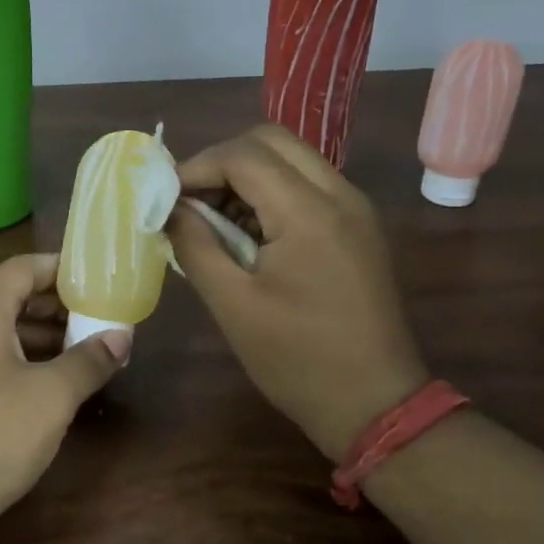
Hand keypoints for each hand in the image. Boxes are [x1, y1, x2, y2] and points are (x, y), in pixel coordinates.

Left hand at [0, 254, 128, 543]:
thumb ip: (88, 361)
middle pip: (11, 299)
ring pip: (1, 334)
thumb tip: (121, 337)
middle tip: (100, 317)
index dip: (61, 268)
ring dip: (43, 339)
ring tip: (87, 352)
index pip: (22, 268)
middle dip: (57, 306)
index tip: (98, 278)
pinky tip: (52, 389)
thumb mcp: (51, 396)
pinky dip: (23, 365)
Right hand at [166, 124, 427, 463]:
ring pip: (292, 158)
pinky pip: (308, 185)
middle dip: (222, 161)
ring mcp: (355, 209)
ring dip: (247, 174)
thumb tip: (169, 209)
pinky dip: (271, 192)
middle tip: (192, 200)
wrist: (376, 403)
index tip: (167, 198)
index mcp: (308, 213)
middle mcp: (339, 195)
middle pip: (271, 141)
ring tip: (214, 218)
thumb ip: (195, 245)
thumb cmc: (297, 359)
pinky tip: (248, 232)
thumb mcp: (233, 305)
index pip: (243, 155)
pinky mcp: (358, 227)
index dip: (196, 167)